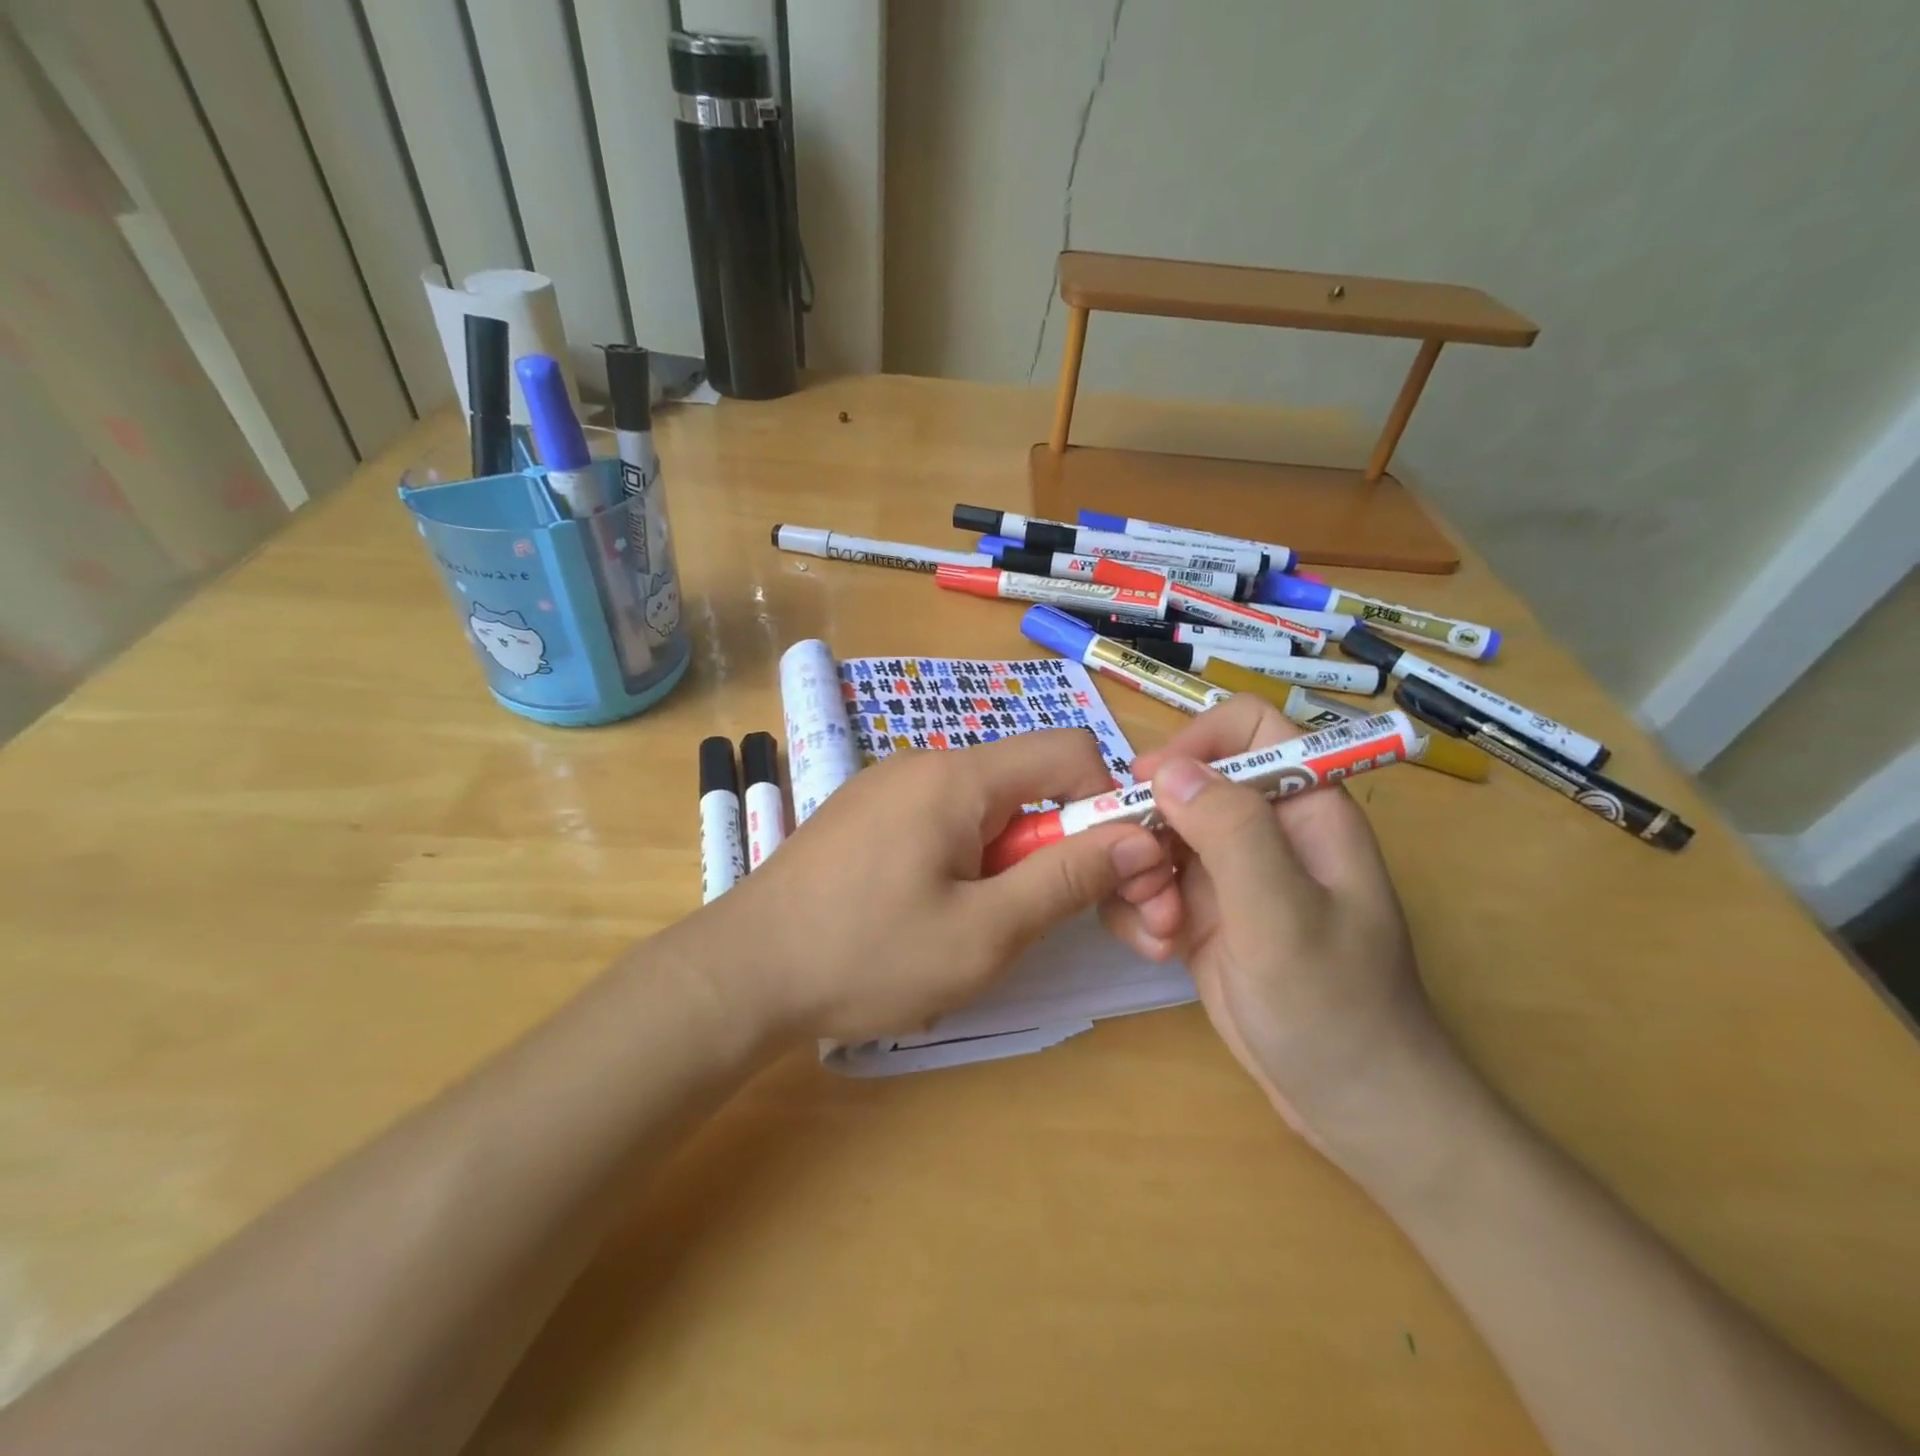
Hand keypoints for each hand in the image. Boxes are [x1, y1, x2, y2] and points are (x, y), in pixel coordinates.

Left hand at [714, 730, 1169, 1042]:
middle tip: (1047, 922)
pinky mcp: (866, 815)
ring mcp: (888, 786)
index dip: (1106, 804)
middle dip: (1057, 845)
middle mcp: (924, 762)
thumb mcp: (985, 931)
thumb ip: (1067, 878)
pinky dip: (966, 862)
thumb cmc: (866, 956)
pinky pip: (942, 822)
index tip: (1111, 872)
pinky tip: (933, 915)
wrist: (741, 974)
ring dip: (1009, 862)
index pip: (1070, 750)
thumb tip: (1141, 837)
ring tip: (980, 928)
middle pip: (1027, 782)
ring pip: (985, 809)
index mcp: (958, 775)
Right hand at [1100, 694, 1448, 1155]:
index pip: (1248, 726)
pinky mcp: (1200, 912)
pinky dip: (1138, 911)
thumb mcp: (1284, 915)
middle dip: (1150, 826)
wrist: (1349, 1103)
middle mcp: (1262, 829)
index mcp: (1303, 807)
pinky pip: (1146, 883)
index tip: (1150, 787)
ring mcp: (1227, 872)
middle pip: (1184, 783)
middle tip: (1145, 879)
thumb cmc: (1336, 1007)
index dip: (1196, 742)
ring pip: (1154, 835)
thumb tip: (1166, 768)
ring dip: (1139, 877)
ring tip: (1159, 929)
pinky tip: (1158, 950)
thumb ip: (1231, 832)